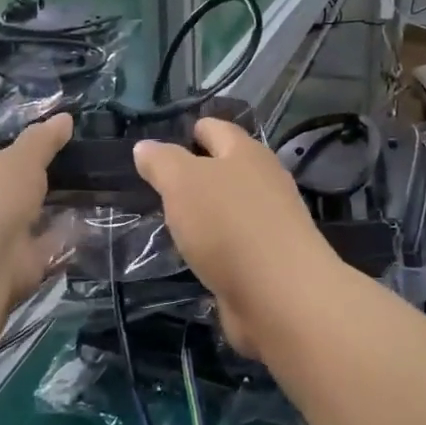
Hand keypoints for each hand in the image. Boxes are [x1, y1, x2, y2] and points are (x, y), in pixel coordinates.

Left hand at [0, 112, 72, 307]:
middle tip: (72, 174)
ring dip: (47, 213)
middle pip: (5, 191)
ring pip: (23, 219)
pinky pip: (40, 244)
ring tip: (85, 197)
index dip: (12, 156)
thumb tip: (65, 117)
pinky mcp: (8, 264)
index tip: (45, 152)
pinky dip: (58, 237)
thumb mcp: (24, 157)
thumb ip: (44, 139)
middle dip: (32, 187)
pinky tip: (85, 226)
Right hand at [133, 118, 332, 357]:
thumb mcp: (182, 183)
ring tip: (172, 221)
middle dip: (198, 173)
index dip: (193, 131)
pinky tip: (196, 256)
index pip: (217, 129)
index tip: (164, 145)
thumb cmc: (228, 225)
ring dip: (206, 212)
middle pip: (228, 167)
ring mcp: (270, 222)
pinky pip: (235, 243)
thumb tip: (145, 146)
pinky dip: (216, 246)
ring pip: (231, 207)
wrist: (280, 295)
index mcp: (246, 153)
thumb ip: (162, 162)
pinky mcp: (269, 260)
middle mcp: (263, 181)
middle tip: (161, 185)